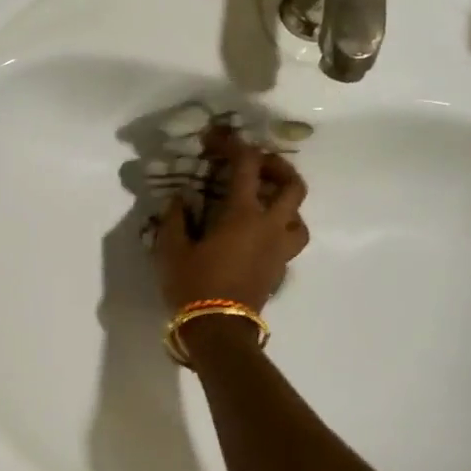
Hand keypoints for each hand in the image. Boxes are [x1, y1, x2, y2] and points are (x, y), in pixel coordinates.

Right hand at [153, 130, 307, 313]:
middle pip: (292, 185)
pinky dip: (280, 229)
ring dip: (286, 203)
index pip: (246, 165)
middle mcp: (269, 226)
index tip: (216, 139)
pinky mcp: (280, 270)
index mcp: (243, 214)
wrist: (218, 331)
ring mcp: (279, 250)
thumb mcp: (171, 249)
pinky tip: (258, 234)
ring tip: (265, 203)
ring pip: (299, 216)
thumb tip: (180, 200)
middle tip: (256, 166)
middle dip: (277, 167)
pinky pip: (290, 240)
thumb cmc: (193, 286)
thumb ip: (175, 218)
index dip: (233, 145)